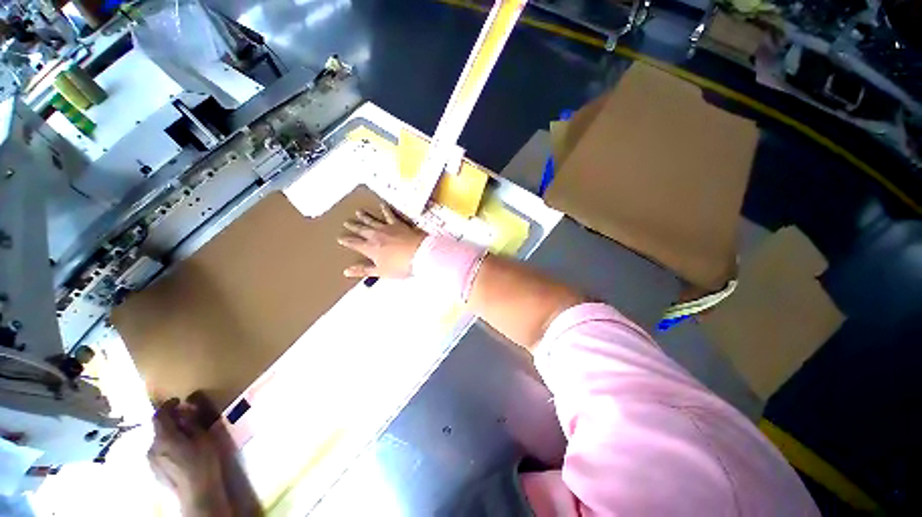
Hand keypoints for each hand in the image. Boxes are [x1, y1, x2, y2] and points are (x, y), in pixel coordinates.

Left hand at [148, 400, 227, 514]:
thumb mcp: (203, 438)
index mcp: (163, 437)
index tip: (178, 400)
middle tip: (186, 419)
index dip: (168, 405)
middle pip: (158, 429)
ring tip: (185, 436)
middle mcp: (152, 447)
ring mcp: (151, 461)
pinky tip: (180, 452)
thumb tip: (186, 408)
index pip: (159, 415)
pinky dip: (168, 446)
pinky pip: (159, 452)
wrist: (196, 494)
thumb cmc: (203, 462)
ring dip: (169, 434)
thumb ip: (192, 422)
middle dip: (171, 421)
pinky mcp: (154, 471)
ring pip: (158, 441)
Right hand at [338, 203, 425, 278]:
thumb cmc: (400, 266)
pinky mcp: (398, 224)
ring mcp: (387, 228)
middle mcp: (375, 236)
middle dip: (353, 226)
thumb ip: (364, 270)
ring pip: (372, 221)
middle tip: (346, 222)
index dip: (346, 241)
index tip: (340, 237)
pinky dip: (385, 209)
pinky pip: (390, 215)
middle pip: (362, 230)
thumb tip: (346, 271)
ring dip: (365, 216)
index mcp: (370, 248)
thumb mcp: (381, 272)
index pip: (354, 244)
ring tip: (358, 211)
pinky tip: (382, 204)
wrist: (419, 254)